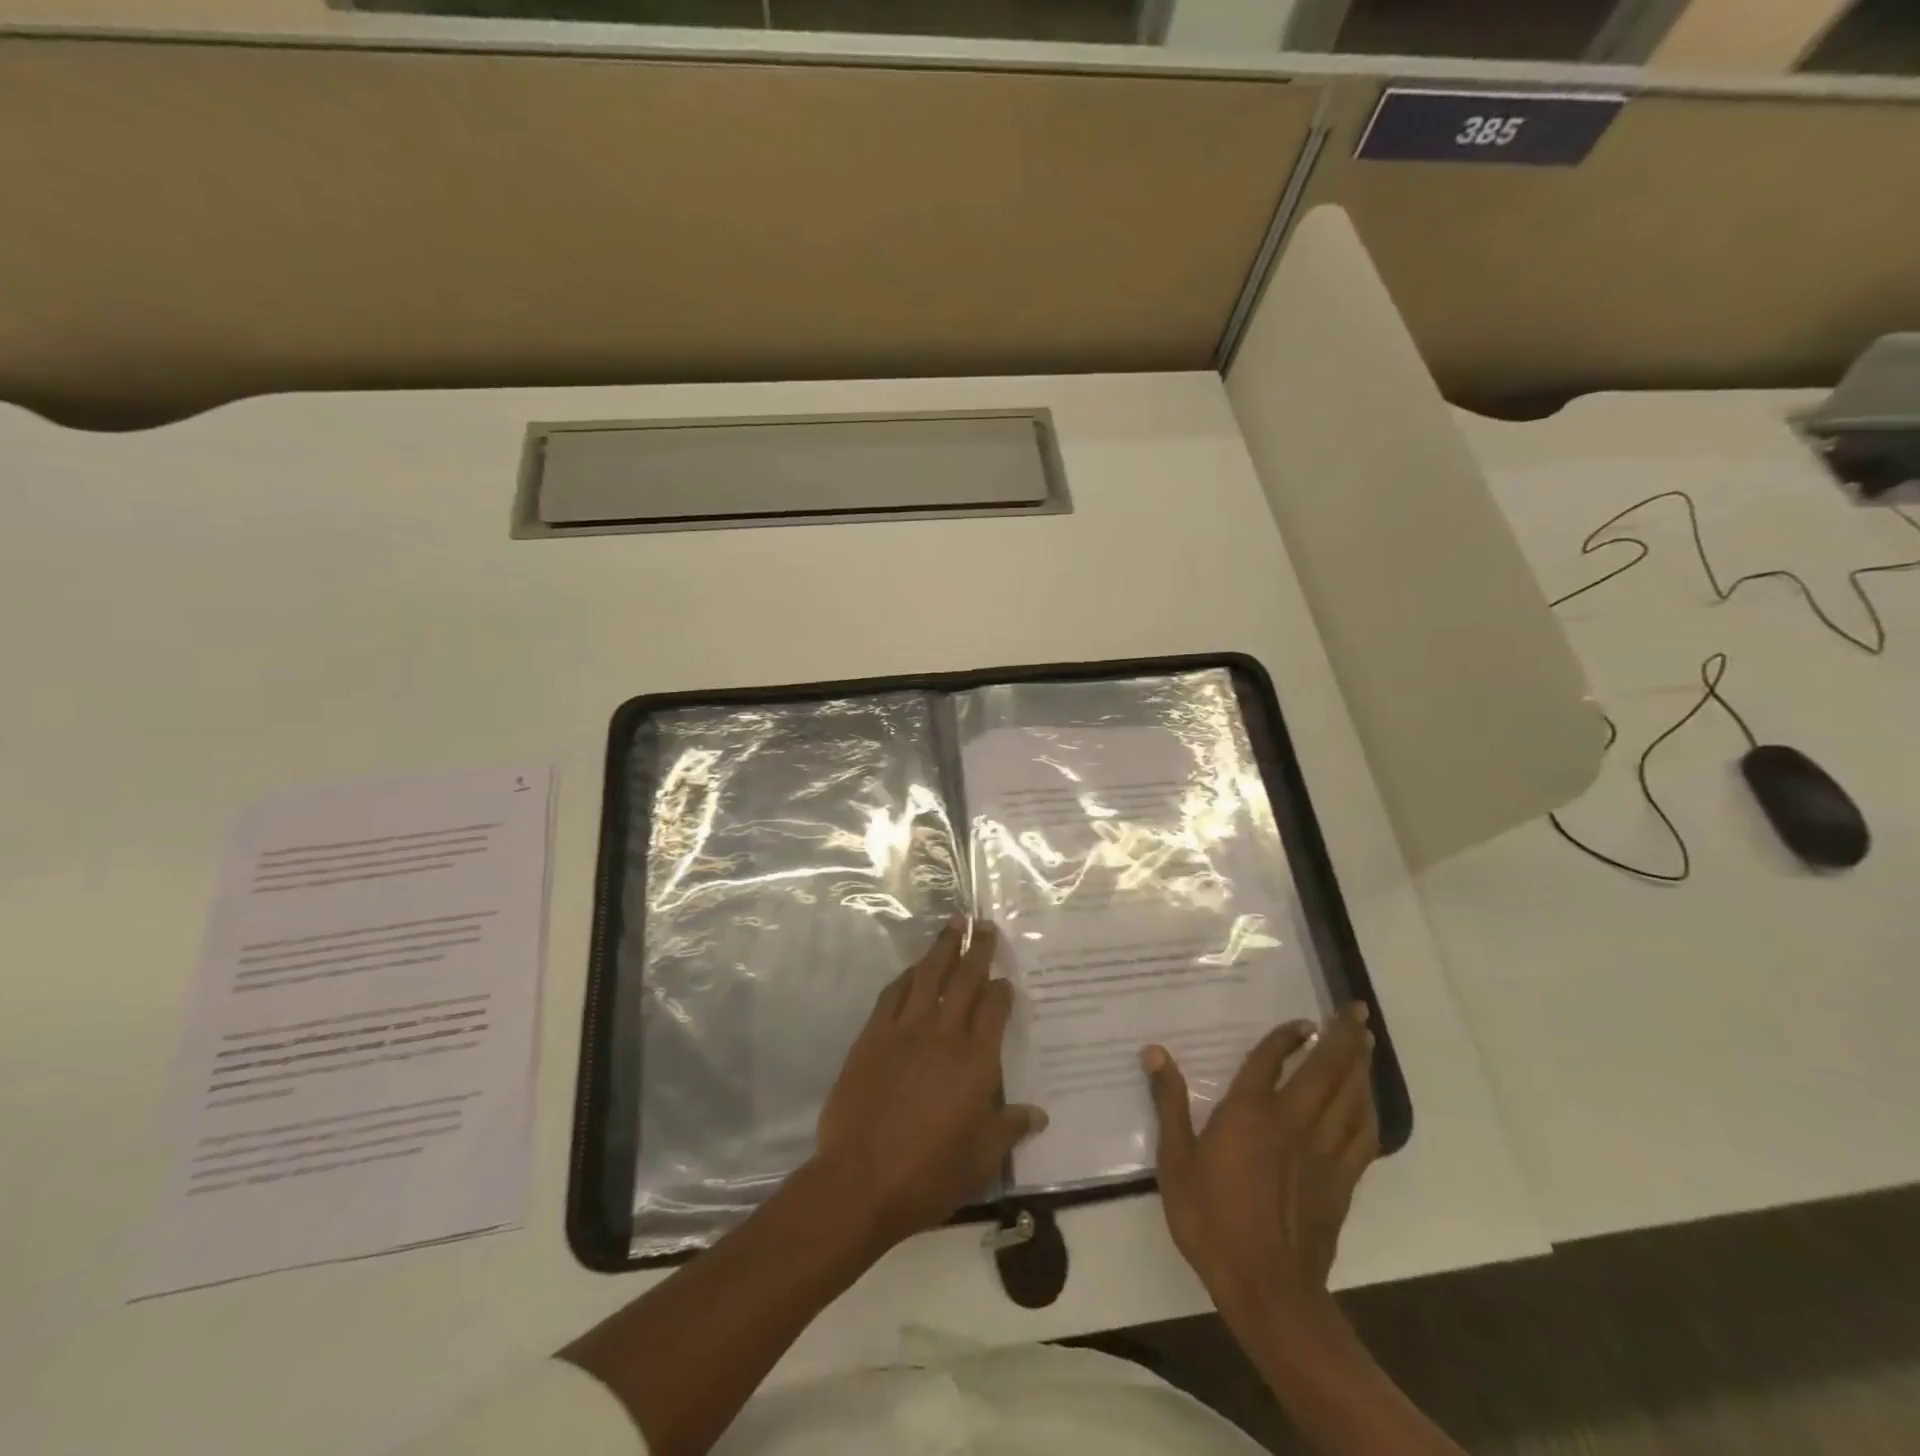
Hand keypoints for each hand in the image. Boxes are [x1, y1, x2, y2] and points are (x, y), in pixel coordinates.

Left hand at [813, 918, 1046, 1252]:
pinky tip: (913, 969)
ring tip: (952, 925)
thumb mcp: (980, 1160)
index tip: (1005, 979)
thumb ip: (1009, 1129)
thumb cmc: (928, 1174)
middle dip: (977, 948)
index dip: (1002, 990)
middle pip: (964, 978)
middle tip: (984, 924)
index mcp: (976, 1060)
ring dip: (942, 947)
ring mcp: (904, 1030)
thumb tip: (1039, 1115)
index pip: (995, 1009)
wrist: (860, 1179)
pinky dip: (907, 976)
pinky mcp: (872, 1036)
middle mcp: (943, 1034)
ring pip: (928, 975)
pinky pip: (893, 994)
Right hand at [1144, 1003, 1378, 1321]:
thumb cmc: (1212, 1221)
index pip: (1271, 1060)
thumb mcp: (1175, 1162)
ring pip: (1350, 1096)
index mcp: (1249, 1113)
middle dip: (1343, 1036)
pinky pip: (1363, 1134)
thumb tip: (1154, 1052)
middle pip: (1325, 1069)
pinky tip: (1368, 1099)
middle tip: (1357, 1009)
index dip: (1286, 1036)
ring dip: (1360, 1064)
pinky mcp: (1342, 1180)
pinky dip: (1368, 1109)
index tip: (1302, 1020)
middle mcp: (1292, 1122)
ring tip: (1367, 1039)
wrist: (1267, 1289)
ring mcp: (1323, 1151)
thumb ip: (1168, 1104)